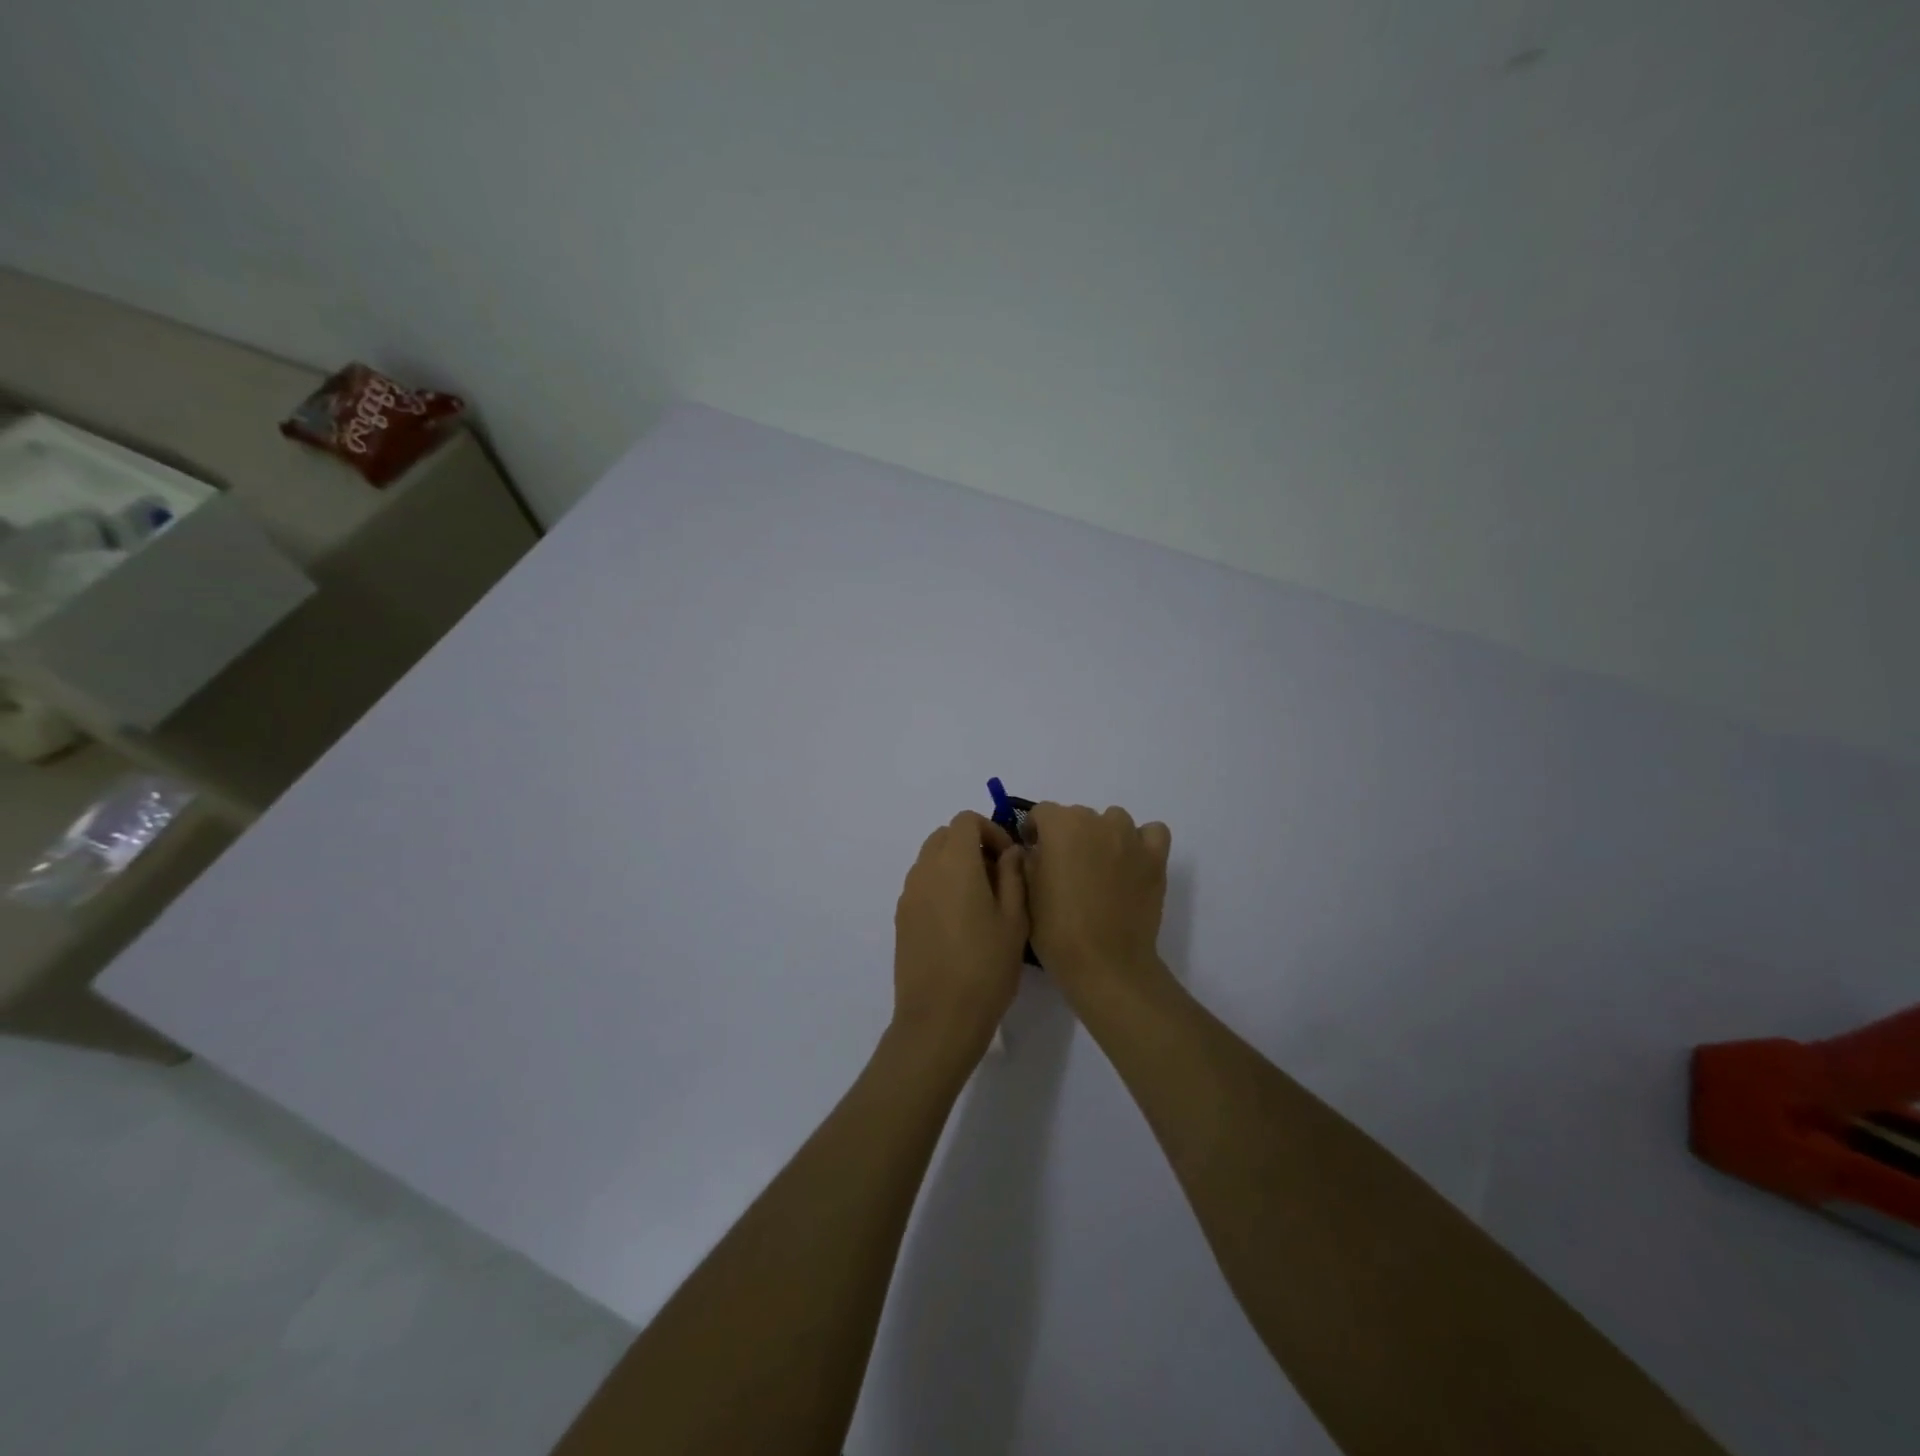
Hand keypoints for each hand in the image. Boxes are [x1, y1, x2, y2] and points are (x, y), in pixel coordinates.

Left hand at [892, 811, 1028, 1064]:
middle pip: (945, 836)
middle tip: (998, 877)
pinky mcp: (901, 918)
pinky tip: (960, 923)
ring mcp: (908, 895)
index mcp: (954, 862)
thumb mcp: (1014, 920)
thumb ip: (1013, 876)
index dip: (991, 830)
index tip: (1009, 860)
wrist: (939, 1018)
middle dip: (972, 845)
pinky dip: (940, 886)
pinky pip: (922, 885)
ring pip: (930, 859)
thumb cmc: (986, 966)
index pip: (966, 820)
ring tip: (981, 902)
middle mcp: (925, 870)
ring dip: (955, 865)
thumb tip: (1010, 853)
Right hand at [1024, 803, 1172, 1002]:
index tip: (1034, 853)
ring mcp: (1130, 837)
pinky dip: (1141, 842)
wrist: (1105, 962)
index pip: (1041, 813)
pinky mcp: (1155, 858)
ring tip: (1100, 868)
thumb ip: (1027, 860)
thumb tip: (1035, 850)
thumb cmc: (1056, 929)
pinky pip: (1151, 833)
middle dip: (1068, 836)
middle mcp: (1096, 821)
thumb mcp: (1025, 892)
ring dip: (1103, 836)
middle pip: (1077, 816)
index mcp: (1060, 825)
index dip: (1034, 832)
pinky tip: (1132, 863)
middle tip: (1066, 869)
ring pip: (1113, 821)